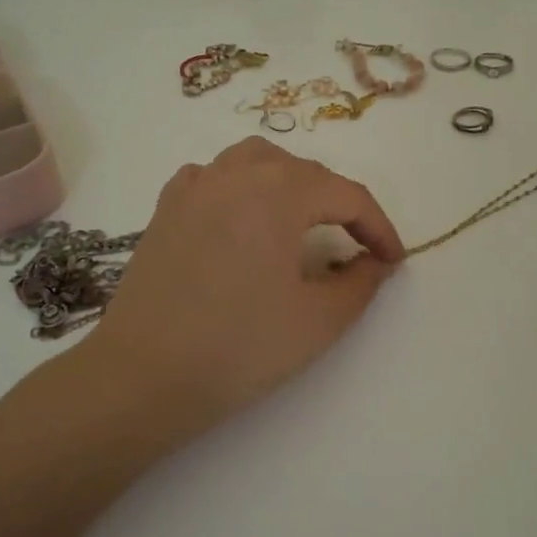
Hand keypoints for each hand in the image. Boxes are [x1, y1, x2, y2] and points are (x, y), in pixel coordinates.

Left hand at [82, 137, 404, 434]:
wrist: (144, 374)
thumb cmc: (239, 347)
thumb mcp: (318, 321)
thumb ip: (360, 283)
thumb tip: (375, 262)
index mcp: (279, 192)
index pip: (347, 195)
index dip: (378, 226)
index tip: (393, 260)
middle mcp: (236, 174)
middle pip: (303, 171)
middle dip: (337, 203)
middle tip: (355, 245)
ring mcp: (194, 187)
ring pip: (255, 161)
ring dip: (289, 182)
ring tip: (302, 219)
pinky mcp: (165, 209)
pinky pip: (213, 177)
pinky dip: (239, 186)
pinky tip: (241, 217)